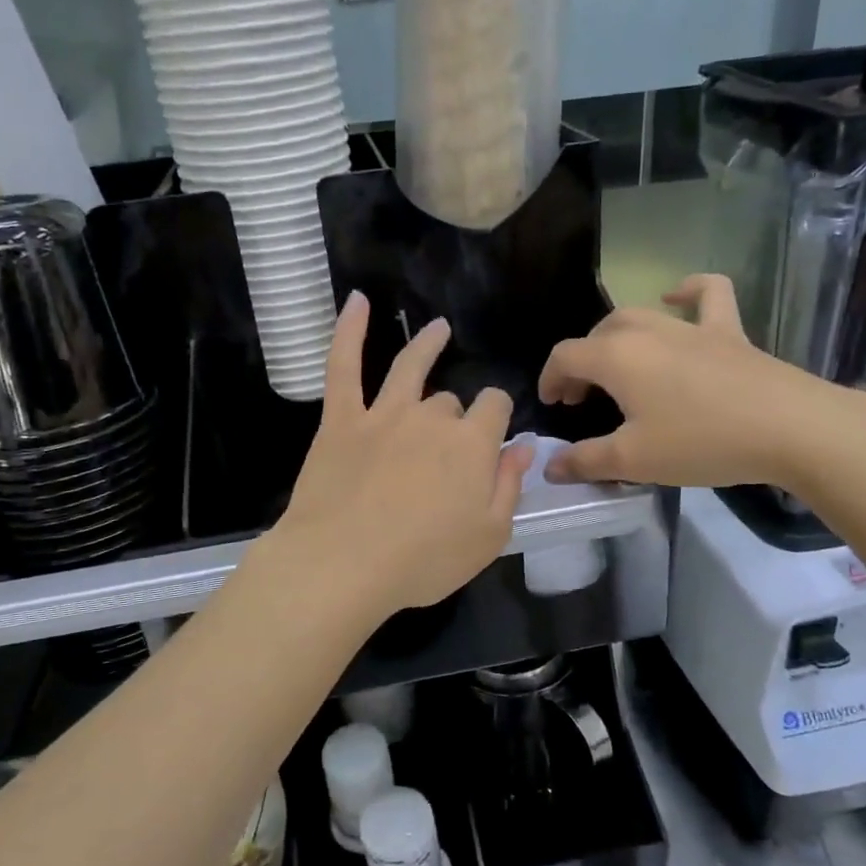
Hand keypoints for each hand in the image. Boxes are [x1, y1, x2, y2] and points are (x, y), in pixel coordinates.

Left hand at [267, 293, 530, 616]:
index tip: (493, 439)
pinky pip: (344, 365)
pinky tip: (358, 301)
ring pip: (410, 368)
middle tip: (444, 454)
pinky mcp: (341, 420)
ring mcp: (383, 414)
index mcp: (472, 444)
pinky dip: (350, 331)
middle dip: (455, 418)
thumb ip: (510, 486)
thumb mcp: (489, 536)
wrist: (343, 564)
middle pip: (450, 402)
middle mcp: (432, 418)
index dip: (497, 419)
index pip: (495, 409)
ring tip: (438, 329)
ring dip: (426, 345)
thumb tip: (525, 446)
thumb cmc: (423, 560)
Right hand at [538, 274, 865, 488]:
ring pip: (639, 314)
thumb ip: (586, 461)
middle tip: (581, 397)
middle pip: (598, 334)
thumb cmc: (702, 442)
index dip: (550, 379)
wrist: (790, 428)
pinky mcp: (729, 331)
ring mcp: (691, 327)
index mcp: (617, 357)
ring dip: (616, 335)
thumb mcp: (634, 460)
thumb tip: (551, 467)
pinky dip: (687, 290)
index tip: (553, 406)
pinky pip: (707, 294)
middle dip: (581, 363)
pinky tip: (676, 297)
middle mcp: (648, 331)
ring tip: (615, 362)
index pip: (565, 356)